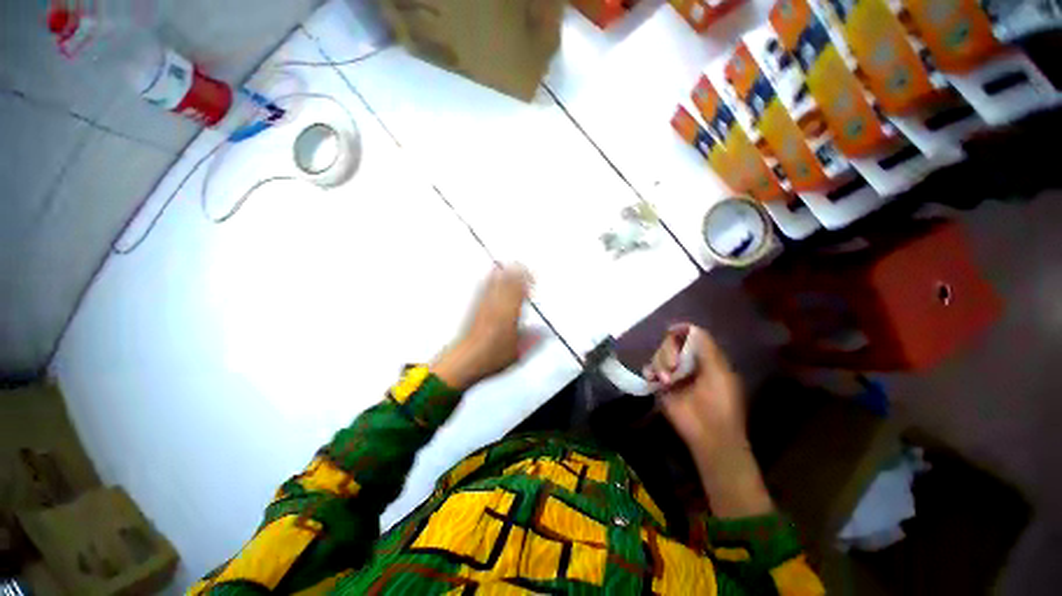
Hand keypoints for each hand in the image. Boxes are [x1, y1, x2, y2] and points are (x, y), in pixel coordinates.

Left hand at [432, 265, 533, 389]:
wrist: (465, 361)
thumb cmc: (490, 358)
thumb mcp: (518, 353)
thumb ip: (533, 340)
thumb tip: (544, 333)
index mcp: (509, 315)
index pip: (519, 291)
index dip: (526, 282)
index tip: (532, 279)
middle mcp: (496, 307)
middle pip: (506, 283)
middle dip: (516, 273)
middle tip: (523, 268)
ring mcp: (484, 306)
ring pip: (495, 283)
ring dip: (503, 273)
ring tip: (509, 267)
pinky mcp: (475, 309)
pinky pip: (483, 289)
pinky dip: (490, 280)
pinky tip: (491, 276)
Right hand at [645, 324, 746, 452]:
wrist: (709, 434)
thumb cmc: (720, 403)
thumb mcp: (719, 373)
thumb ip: (706, 349)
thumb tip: (690, 327)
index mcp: (705, 358)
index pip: (689, 336)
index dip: (680, 331)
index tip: (671, 332)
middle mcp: (688, 362)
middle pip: (670, 343)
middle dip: (668, 351)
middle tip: (672, 367)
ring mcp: (673, 374)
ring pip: (659, 355)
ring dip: (660, 364)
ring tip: (666, 380)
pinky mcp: (661, 385)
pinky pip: (649, 370)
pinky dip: (650, 371)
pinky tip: (654, 379)